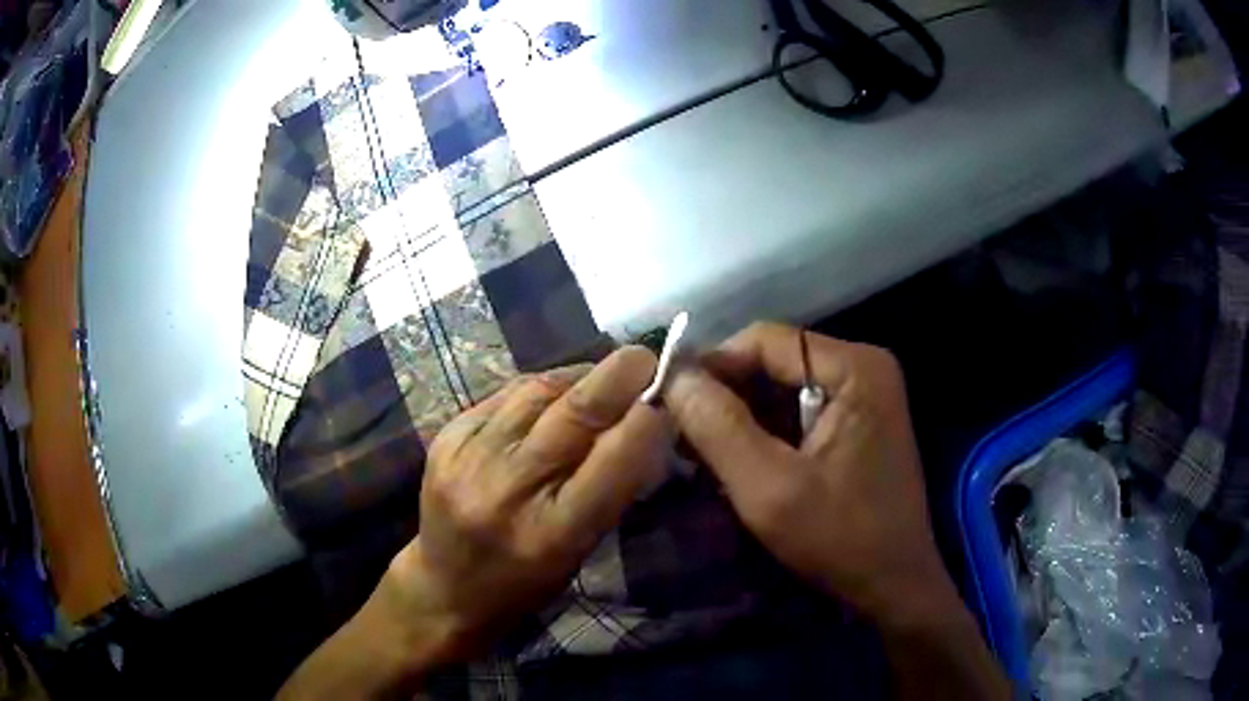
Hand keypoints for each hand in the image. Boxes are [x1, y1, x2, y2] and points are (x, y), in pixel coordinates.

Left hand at [377, 346, 668, 662]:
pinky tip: (557, 393)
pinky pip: (506, 394)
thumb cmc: (527, 581)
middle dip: (619, 376)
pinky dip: (542, 387)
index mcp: (552, 532)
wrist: (447, 588)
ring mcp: (468, 457)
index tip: (671, 392)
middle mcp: (507, 489)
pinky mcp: (446, 437)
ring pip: (538, 390)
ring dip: (581, 376)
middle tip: (648, 359)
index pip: (613, 460)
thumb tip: (647, 421)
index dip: (646, 418)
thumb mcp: (582, 550)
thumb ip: (614, 488)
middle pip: (574, 413)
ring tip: (604, 378)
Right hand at [663, 322, 954, 625]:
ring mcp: (864, 396)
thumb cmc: (840, 539)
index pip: (765, 340)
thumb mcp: (769, 488)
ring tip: (702, 455)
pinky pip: (799, 412)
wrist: (895, 586)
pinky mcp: (858, 423)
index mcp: (854, 368)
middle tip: (682, 436)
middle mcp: (863, 368)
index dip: (713, 366)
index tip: (670, 403)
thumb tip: (673, 376)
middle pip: (775, 362)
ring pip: (783, 389)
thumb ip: (718, 427)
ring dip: (741, 418)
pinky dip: (765, 433)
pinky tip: (739, 464)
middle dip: (726, 397)